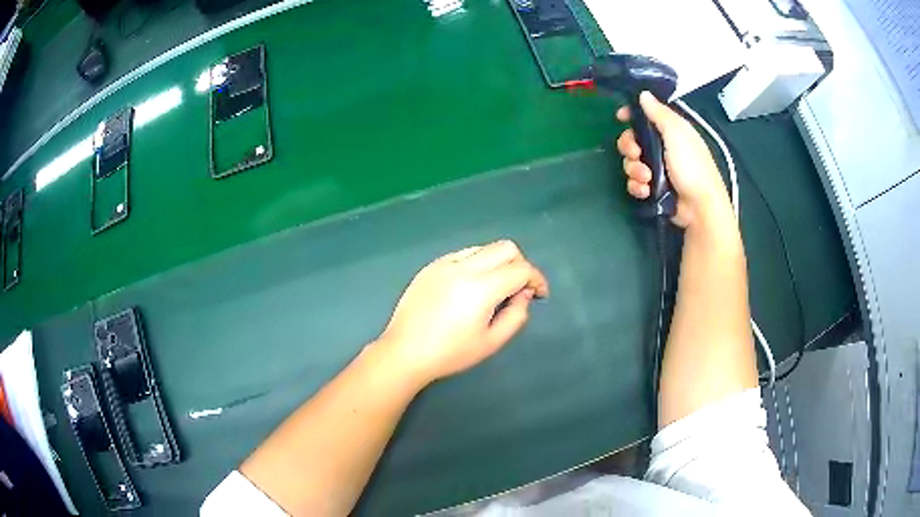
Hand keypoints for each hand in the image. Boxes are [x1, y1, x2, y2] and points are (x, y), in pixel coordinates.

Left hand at [375, 240, 548, 383]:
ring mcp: (444, 263)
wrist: (404, 352)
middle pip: (505, 248)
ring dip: (497, 262)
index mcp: (481, 287)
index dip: (536, 279)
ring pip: (484, 247)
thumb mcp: (491, 342)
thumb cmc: (450, 353)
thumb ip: (516, 315)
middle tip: (518, 289)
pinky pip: (462, 254)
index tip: (539, 295)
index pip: (521, 269)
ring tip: (494, 288)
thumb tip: (523, 294)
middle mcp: (464, 267)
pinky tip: (469, 286)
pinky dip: (476, 263)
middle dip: (520, 265)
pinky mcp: (431, 266)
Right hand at [616, 92, 731, 227]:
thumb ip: (659, 114)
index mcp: (671, 131)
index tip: (621, 117)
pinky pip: (635, 182)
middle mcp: (663, 147)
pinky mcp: (654, 189)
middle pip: (633, 140)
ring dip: (634, 170)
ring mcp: (658, 169)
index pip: (646, 116)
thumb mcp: (677, 134)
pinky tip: (646, 191)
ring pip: (632, 163)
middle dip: (629, 147)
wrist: (699, 207)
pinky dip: (638, 186)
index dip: (632, 116)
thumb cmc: (692, 167)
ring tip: (647, 178)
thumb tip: (644, 94)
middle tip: (636, 154)